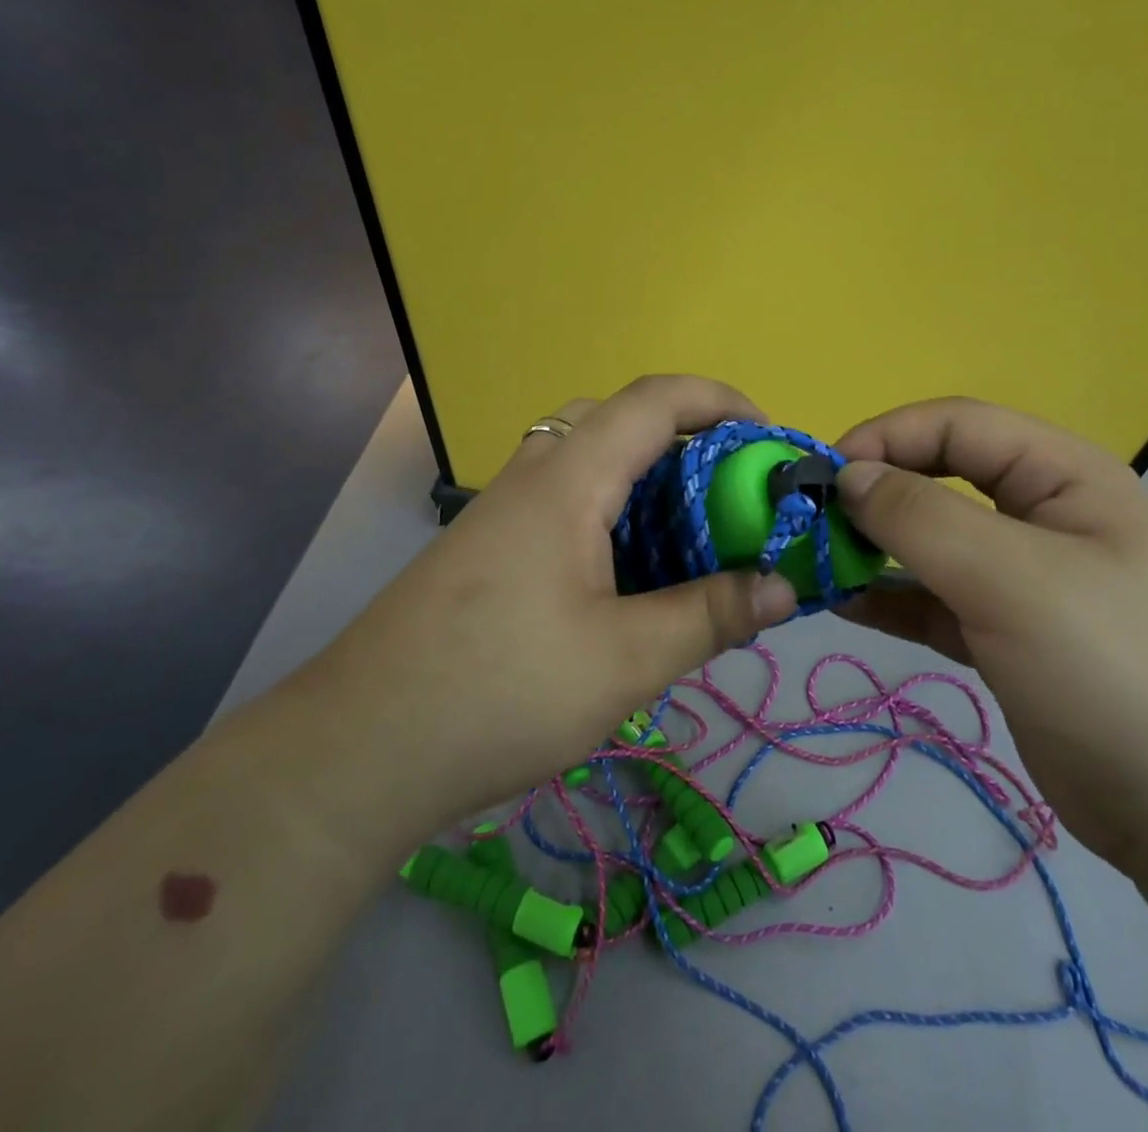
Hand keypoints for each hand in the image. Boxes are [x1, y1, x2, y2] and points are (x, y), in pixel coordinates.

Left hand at [318, 375, 799, 833]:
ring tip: (686, 533)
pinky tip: (625, 575)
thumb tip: (785, 587)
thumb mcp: (625, 660)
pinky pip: (560, 502)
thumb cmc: (502, 691)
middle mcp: (531, 477)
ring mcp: (501, 513)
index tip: (767, 434)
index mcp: (568, 481)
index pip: (653, 400)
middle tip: (726, 489)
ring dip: (642, 477)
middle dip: (682, 437)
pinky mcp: (486, 550)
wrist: (362, 747)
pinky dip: (608, 512)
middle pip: (614, 419)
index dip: (718, 399)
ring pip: (583, 460)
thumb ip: (710, 615)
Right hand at [833, 398, 1147, 875]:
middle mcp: (1042, 517)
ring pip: (930, 543)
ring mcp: (1024, 581)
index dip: (886, 437)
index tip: (824, 478)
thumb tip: (847, 477)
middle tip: (812, 526)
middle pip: (939, 479)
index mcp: (1062, 476)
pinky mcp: (1006, 638)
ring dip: (873, 548)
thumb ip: (921, 518)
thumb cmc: (1117, 673)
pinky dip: (889, 598)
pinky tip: (845, 606)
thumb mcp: (1014, 580)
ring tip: (816, 567)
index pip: (957, 424)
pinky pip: (933, 600)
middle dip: (874, 494)